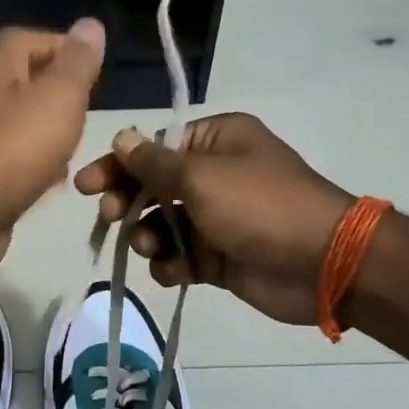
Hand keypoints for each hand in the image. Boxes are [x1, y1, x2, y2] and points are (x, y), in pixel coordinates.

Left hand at [0, 21, 107, 270]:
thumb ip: (78, 62)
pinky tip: (53, 179)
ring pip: (20, 119)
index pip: (29, 38)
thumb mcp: (60, 96)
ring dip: (49, 128)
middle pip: (24, 78)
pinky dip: (35, 160)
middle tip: (88, 109)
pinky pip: (13, 154)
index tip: (94, 71)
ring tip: (76, 143)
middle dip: (59, 92)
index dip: (63, 48)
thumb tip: (90, 24)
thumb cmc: (17, 147)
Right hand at [74, 113, 355, 324]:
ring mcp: (218, 218)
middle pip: (154, 186)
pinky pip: (181, 257)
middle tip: (111, 217)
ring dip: (149, 237)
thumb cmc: (260, 206)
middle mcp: (216, 174)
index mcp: (217, 141)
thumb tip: (121, 138)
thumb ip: (154, 163)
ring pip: (163, 225)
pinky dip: (172, 264)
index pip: (154, 148)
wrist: (323, 265)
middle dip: (129, 203)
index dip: (118, 165)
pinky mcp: (220, 256)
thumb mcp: (201, 177)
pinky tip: (176, 271)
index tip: (85, 185)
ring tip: (153, 248)